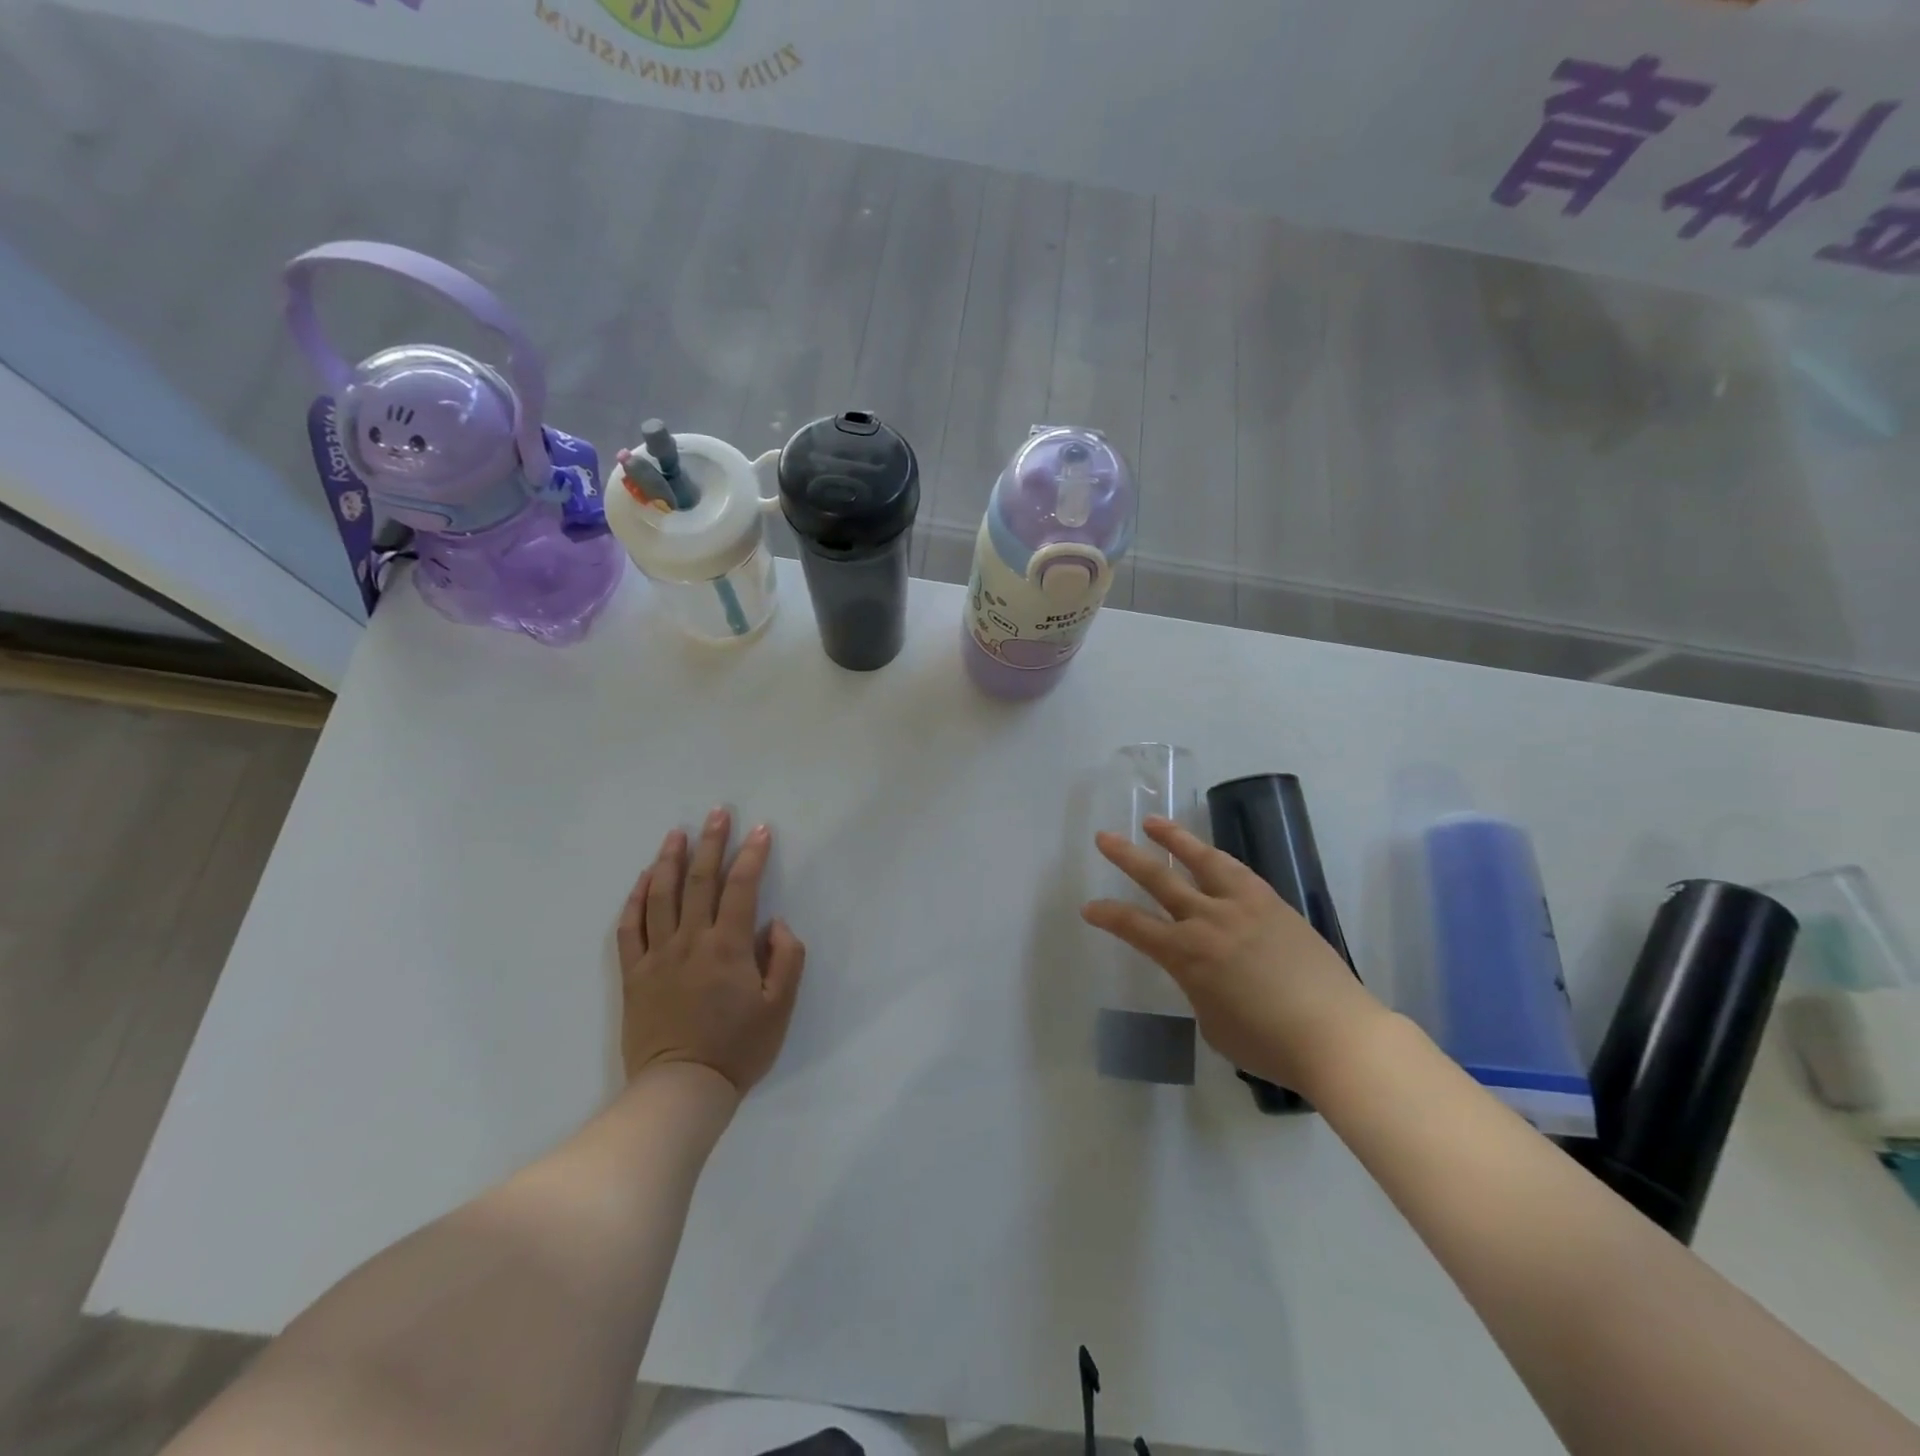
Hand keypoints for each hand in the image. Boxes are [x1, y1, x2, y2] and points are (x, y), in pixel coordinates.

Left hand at [616, 808, 805, 1094]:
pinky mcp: (634, 974)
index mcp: (729, 947)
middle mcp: (691, 941)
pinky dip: (636, 899)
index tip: (760, 830)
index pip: (742, 888)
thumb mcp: (780, 1008)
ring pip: (661, 896)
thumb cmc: (738, 1048)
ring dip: (670, 860)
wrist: (682, 1089)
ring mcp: (657, 956)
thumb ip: (786, 959)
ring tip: (677, 832)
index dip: (752, 855)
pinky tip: (643, 879)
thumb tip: (775, 923)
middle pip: (700, 881)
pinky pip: (629, 928)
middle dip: (711, 843)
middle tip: (717, 813)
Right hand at [1081, 816, 1387, 1096]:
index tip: (1089, 907)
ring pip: (1201, 860)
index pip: (1135, 927)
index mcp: (1187, 955)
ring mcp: (1243, 906)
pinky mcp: (1273, 903)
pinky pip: (1237, 870)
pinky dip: (1215, 857)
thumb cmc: (1269, 1044)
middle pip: (1159, 879)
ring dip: (1174, 839)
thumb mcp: (1214, 1023)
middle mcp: (1208, 920)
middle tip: (1104, 838)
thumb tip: (1207, 972)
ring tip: (1153, 822)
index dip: (1107, 915)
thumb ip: (1200, 988)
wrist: (1337, 1035)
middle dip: (1126, 857)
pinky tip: (1209, 853)